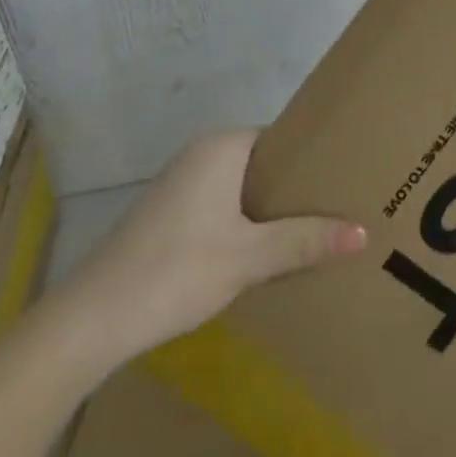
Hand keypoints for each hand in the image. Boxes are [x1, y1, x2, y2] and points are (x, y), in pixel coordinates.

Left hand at [49, 129, 365, 367]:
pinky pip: (223, 207)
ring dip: (271, 211)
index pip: (282, 139)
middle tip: (340, 210)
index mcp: (221, 147)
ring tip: (313, 233)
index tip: (347, 180)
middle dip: (296, 189)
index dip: (314, 160)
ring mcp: (182, 185)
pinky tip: (264, 254)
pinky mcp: (169, 215)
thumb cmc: (176, 271)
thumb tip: (362, 232)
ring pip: (242, 189)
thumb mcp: (248, 258)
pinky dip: (245, 224)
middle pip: (263, 164)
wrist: (93, 318)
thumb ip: (304, 241)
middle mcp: (201, 155)